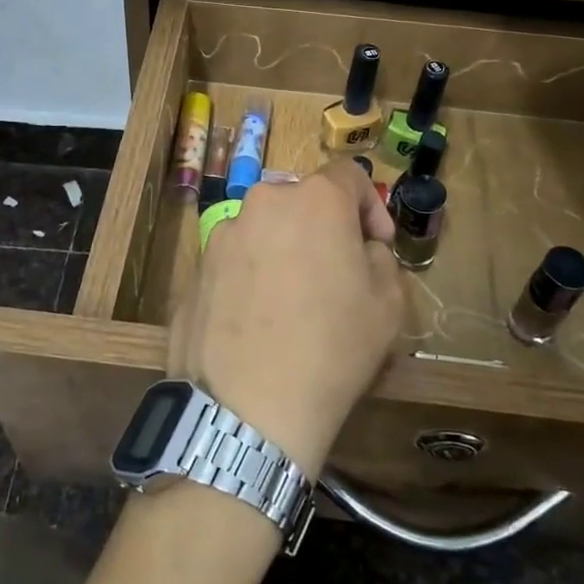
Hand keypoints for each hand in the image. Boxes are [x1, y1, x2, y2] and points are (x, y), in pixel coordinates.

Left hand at [168, 161, 403, 477]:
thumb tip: (361, 249)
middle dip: (325, 229)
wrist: (249, 408)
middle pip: (302, 201)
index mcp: (314, 199)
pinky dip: (252, 277)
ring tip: (294, 305)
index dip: (371, 206)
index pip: (350, 175)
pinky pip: (235, 261)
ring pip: (266, 231)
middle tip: (338, 275)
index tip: (377, 244)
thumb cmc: (332, 348)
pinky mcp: (195, 269)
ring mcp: (220, 235)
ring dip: (285, 252)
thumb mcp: (389, 304)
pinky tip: (259, 323)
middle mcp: (262, 203)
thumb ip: (380, 258)